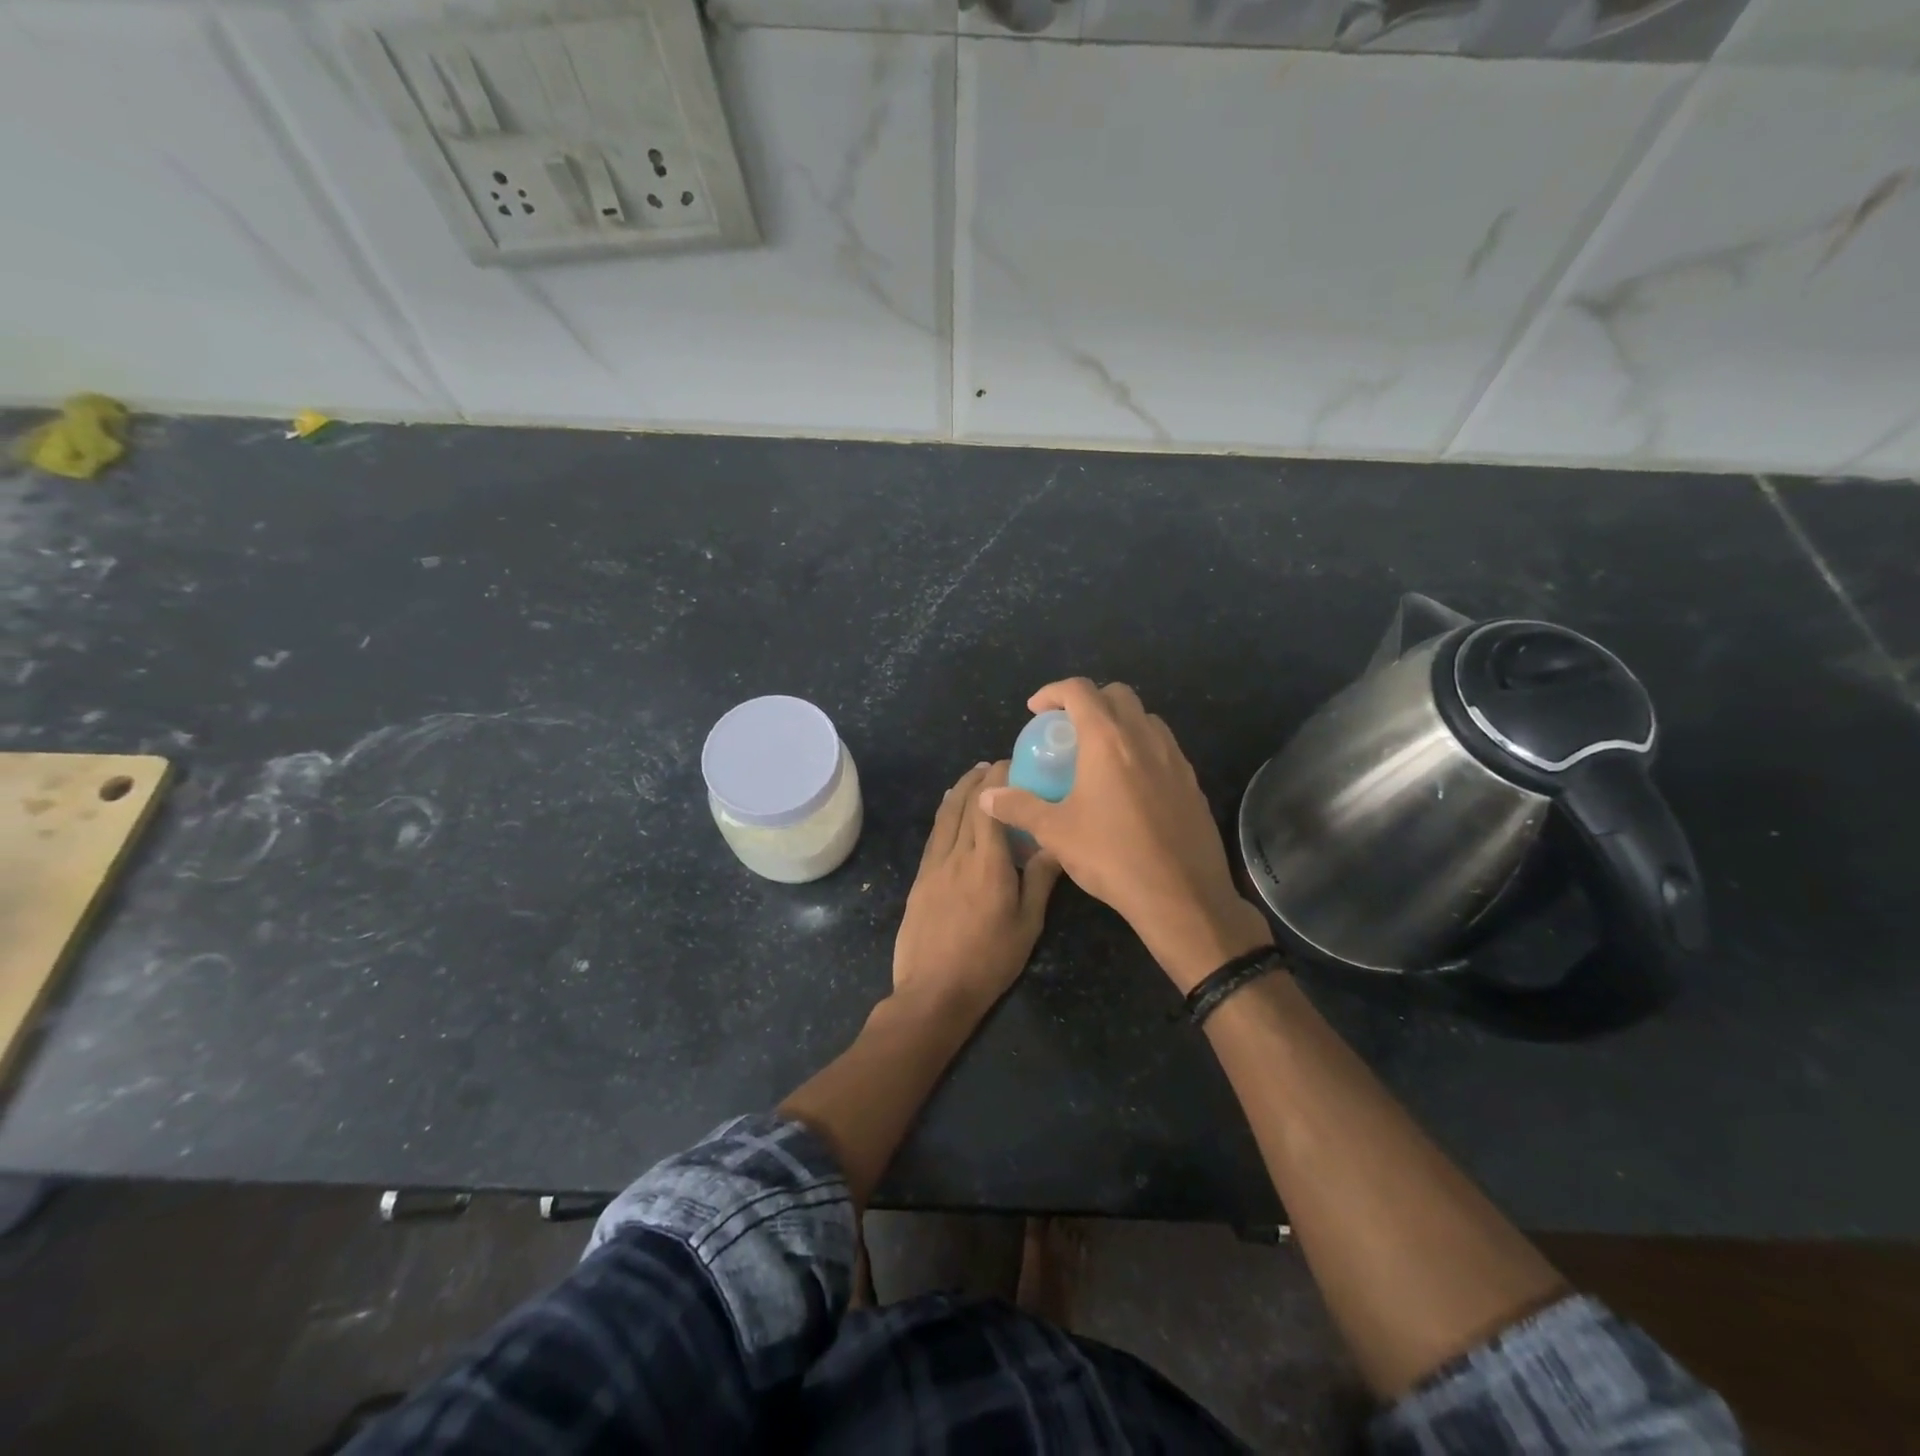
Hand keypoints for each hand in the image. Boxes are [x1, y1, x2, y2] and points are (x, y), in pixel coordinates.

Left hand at [893, 761, 1063, 1014]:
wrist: (933, 992)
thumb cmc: (989, 961)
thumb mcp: (1027, 925)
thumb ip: (1040, 880)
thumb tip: (1056, 844)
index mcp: (988, 862)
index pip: (990, 806)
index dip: (999, 779)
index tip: (1012, 763)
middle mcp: (957, 854)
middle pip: (964, 803)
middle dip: (978, 778)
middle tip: (994, 765)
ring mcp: (933, 865)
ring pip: (944, 816)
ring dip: (958, 790)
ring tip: (972, 777)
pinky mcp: (919, 878)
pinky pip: (933, 835)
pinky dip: (944, 814)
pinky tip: (950, 812)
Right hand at [979, 679, 1271, 991]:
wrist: (1181, 895)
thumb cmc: (1112, 857)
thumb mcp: (1055, 833)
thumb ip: (1019, 807)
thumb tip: (988, 796)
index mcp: (1108, 740)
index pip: (1079, 691)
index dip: (1053, 692)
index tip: (1036, 710)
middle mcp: (1144, 738)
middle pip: (1117, 695)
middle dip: (1089, 701)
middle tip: (1067, 729)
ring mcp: (1175, 759)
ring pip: (1146, 719)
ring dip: (1120, 723)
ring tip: (1099, 754)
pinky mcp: (1193, 782)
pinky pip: (1164, 749)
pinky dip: (1142, 749)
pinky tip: (1130, 785)